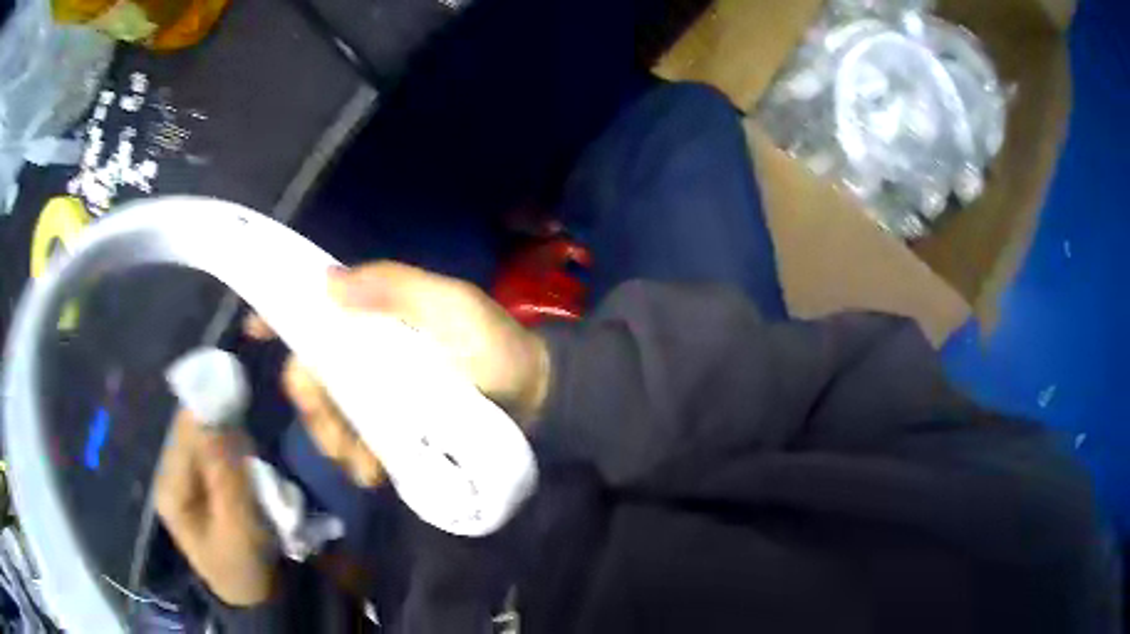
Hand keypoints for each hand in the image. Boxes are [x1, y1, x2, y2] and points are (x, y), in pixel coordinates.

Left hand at [155, 410, 275, 606]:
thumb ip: (224, 473)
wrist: (253, 597)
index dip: (211, 416)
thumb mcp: (237, 525)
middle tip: (251, 446)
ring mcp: (183, 479)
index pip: (184, 432)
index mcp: (169, 487)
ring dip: (228, 441)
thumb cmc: (243, 565)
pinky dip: (230, 451)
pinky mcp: (199, 483)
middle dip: (221, 430)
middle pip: (191, 431)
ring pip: (202, 438)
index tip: (241, 414)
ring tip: (251, 459)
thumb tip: (216, 417)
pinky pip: (211, 452)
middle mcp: (169, 476)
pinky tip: (245, 465)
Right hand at [244, 261, 550, 487]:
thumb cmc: (494, 344)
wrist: (534, 397)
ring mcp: (375, 397)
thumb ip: (395, 286)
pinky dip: (357, 460)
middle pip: (310, 379)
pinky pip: (356, 446)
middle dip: (314, 409)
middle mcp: (364, 356)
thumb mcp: (451, 305)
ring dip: (335, 442)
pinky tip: (375, 472)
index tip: (253, 331)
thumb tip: (324, 283)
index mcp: (373, 319)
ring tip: (366, 464)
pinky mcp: (391, 432)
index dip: (279, 317)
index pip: (314, 314)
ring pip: (328, 418)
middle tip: (338, 435)